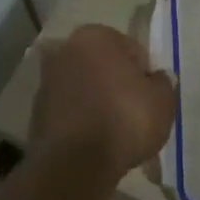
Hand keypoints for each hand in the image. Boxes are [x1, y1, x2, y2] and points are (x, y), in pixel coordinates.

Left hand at [31, 25, 176, 177]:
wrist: (76, 163)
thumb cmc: (125, 120)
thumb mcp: (162, 101)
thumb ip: (163, 84)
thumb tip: (158, 78)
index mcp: (96, 36)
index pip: (130, 49)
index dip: (144, 73)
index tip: (150, 95)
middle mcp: (65, 50)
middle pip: (102, 65)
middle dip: (116, 83)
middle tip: (134, 110)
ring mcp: (46, 81)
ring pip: (83, 87)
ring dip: (97, 100)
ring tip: (115, 129)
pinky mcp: (36, 112)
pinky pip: (70, 110)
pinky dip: (81, 119)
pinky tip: (96, 140)